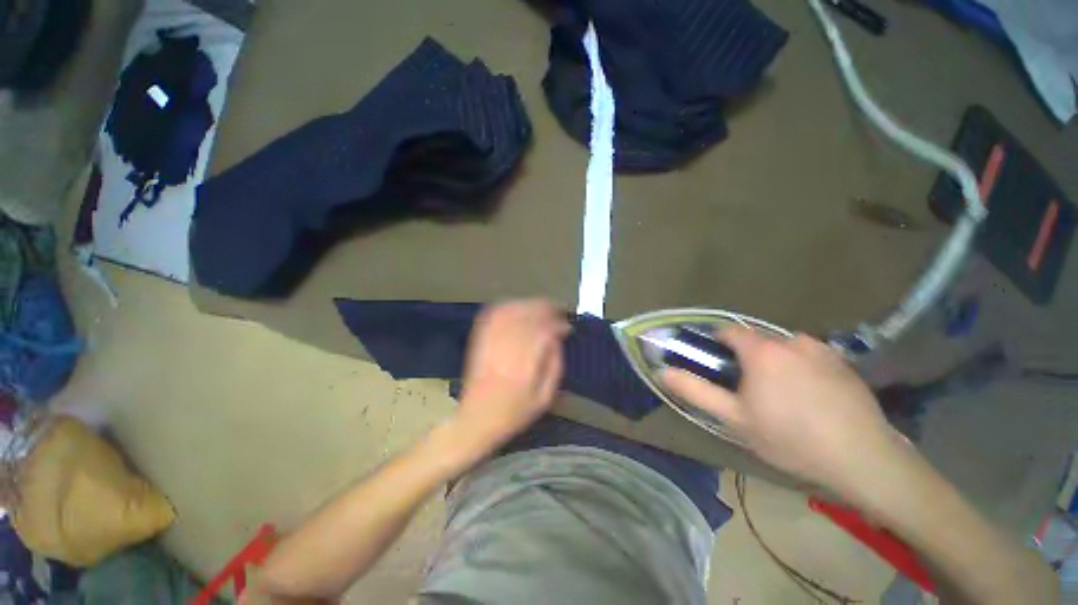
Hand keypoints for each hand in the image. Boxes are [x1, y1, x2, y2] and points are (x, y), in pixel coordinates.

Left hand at [452, 299, 569, 452]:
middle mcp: (506, 348)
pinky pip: (492, 315)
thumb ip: (554, 366)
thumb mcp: (544, 398)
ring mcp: (490, 342)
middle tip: (558, 310)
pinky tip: (518, 306)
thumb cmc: (514, 413)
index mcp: (524, 365)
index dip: (558, 324)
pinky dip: (507, 307)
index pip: (544, 331)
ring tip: (542, 307)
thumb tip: (557, 339)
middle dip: (546, 308)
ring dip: (528, 304)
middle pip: (527, 315)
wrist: (476, 419)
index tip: (567, 327)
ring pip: (511, 311)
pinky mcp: (479, 340)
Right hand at [661, 327, 902, 496]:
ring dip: (774, 362)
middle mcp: (791, 341)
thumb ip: (696, 391)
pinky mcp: (843, 363)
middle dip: (746, 357)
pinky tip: (809, 397)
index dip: (717, 343)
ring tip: (781, 395)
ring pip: (784, 348)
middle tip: (748, 388)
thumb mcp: (734, 418)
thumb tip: (663, 371)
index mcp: (762, 351)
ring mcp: (821, 350)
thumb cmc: (790, 437)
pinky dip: (800, 367)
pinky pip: (809, 356)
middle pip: (757, 340)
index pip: (729, 331)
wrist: (863, 459)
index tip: (716, 363)